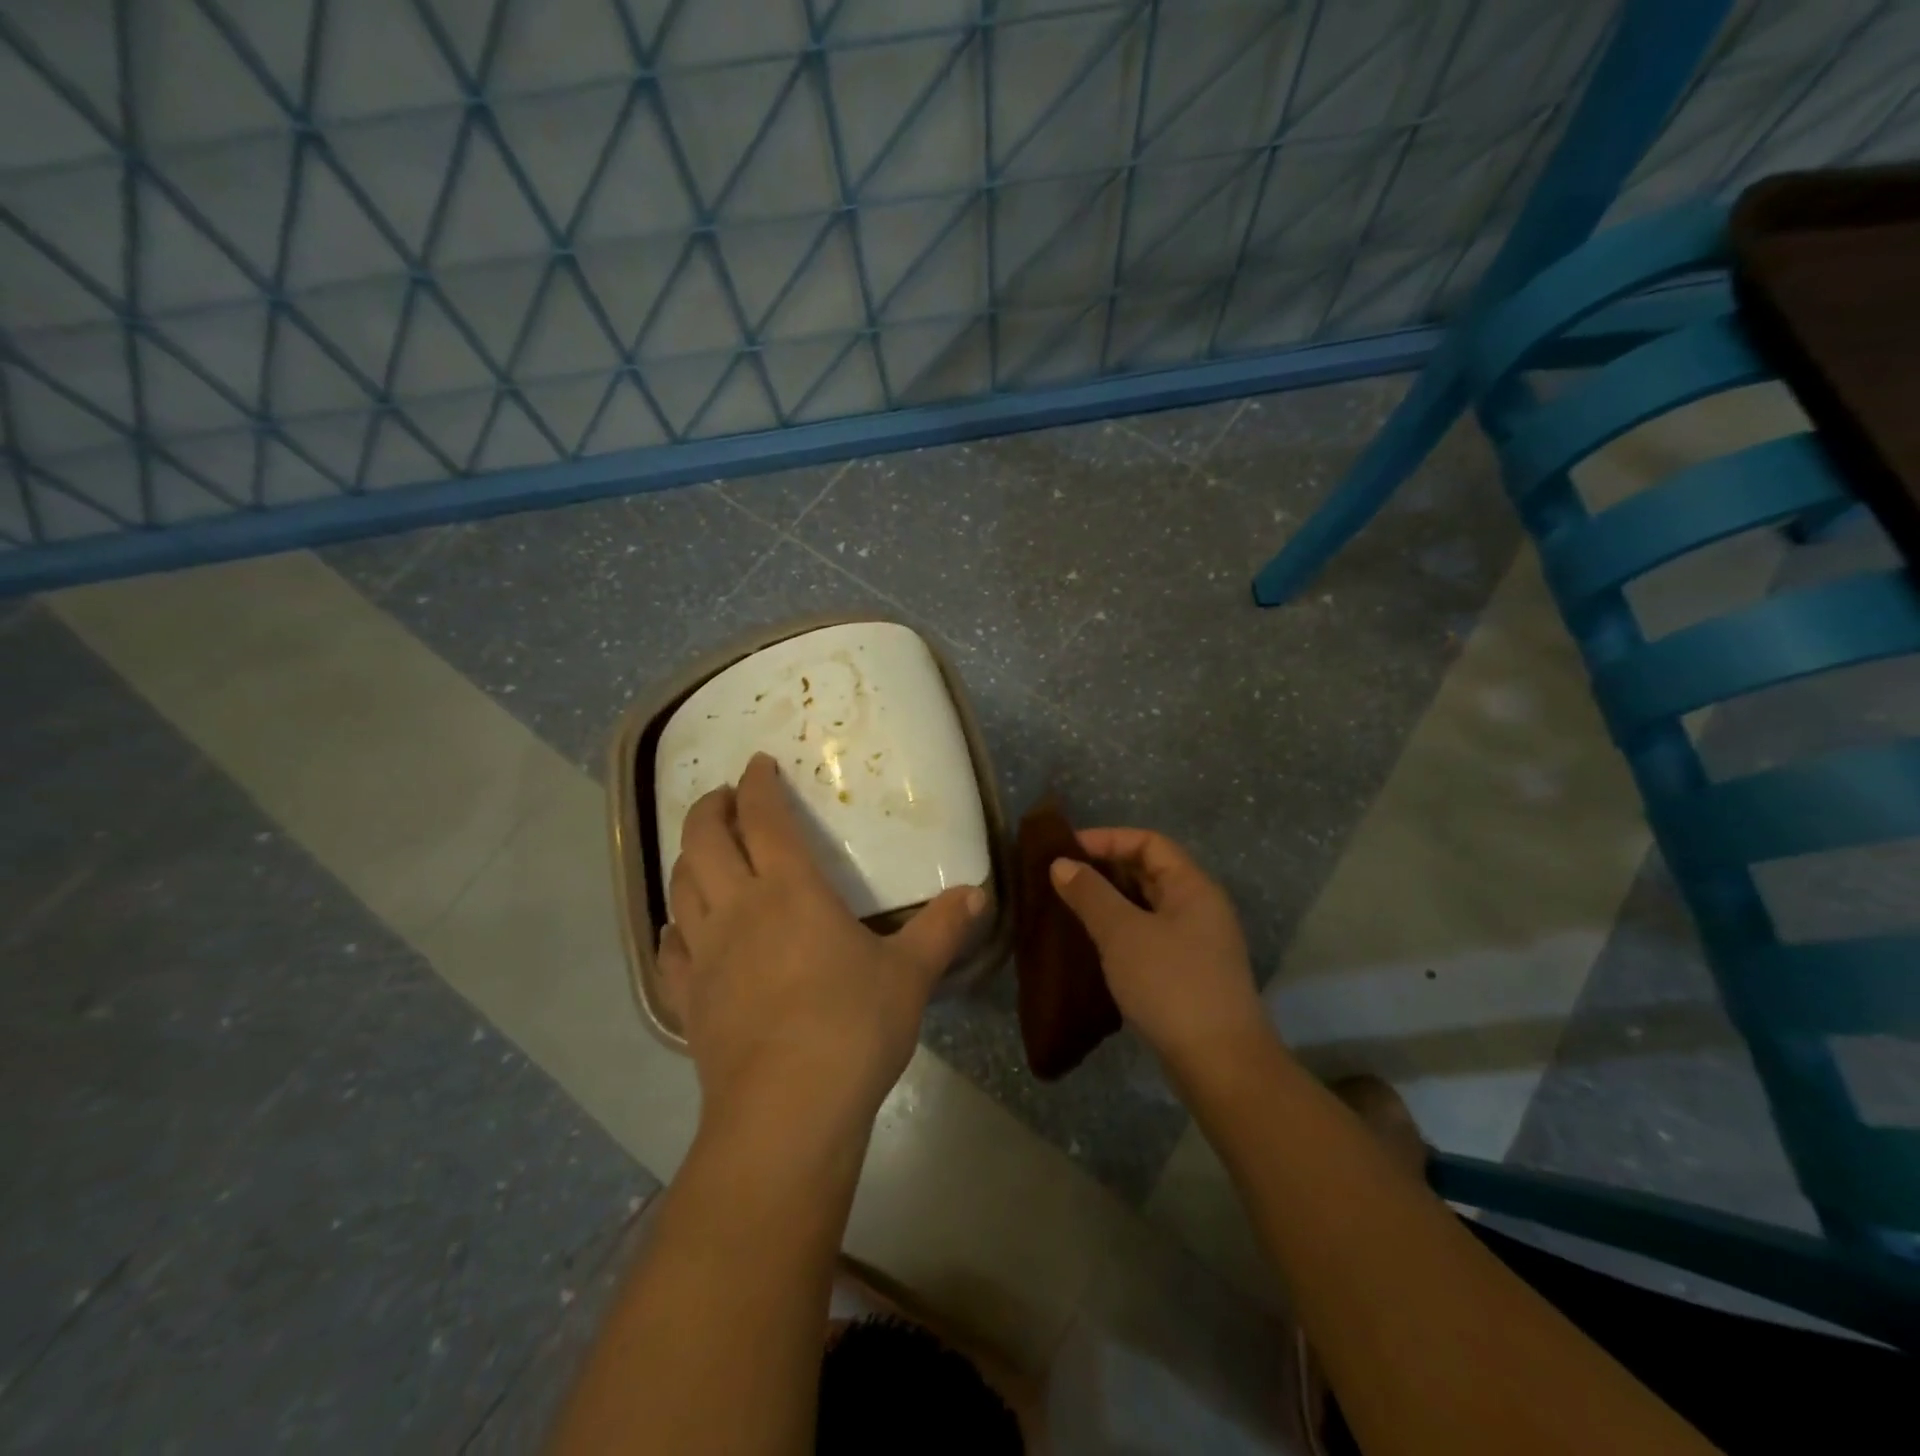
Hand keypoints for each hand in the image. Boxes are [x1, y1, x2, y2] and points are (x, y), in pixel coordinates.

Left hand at [658, 753, 985, 1140]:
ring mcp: (705, 955)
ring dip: (688, 857)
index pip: (764, 818)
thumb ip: (941, 928)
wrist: (787, 1111)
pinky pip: (668, 949)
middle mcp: (738, 909)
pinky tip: (683, 931)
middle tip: (724, 797)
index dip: (758, 784)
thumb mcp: (910, 974)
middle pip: (705, 840)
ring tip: (703, 851)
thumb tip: (978, 893)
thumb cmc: (852, 1027)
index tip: (758, 764)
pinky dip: (674, 927)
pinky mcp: (687, 999)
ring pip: (681, 886)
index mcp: (790, 890)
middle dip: (710, 808)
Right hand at [1049, 829, 1272, 1077]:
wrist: (1220, 1065)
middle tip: (1062, 878)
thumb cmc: (1171, 985)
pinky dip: (1120, 931)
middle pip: (1150, 871)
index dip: (1108, 839)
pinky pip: (1149, 936)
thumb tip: (1061, 864)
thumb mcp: (1123, 933)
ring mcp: (1197, 943)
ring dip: (1111, 902)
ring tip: (1069, 908)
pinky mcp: (1189, 974)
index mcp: (1193, 887)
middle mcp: (1200, 907)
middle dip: (1106, 870)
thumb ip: (1090, 894)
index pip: (1149, 843)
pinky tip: (1093, 946)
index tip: (1066, 849)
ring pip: (1148, 906)